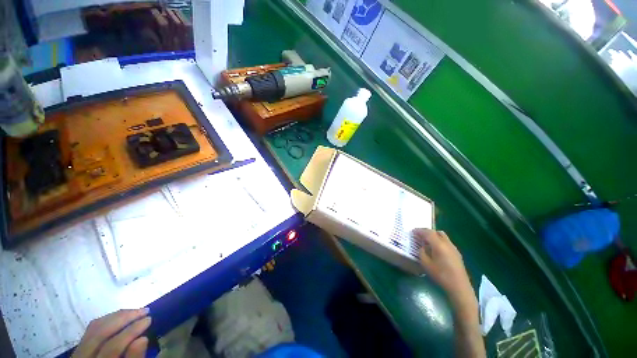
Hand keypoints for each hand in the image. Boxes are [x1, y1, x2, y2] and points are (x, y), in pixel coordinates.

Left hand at [72, 308, 151, 357]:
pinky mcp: (79, 347)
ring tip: (135, 311)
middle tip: (145, 311)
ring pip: (95, 327)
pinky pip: (92, 329)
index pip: (113, 347)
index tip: (149, 319)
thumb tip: (143, 339)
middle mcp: (83, 357)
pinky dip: (108, 320)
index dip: (132, 331)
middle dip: (125, 318)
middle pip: (101, 333)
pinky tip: (120, 317)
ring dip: (117, 316)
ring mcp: (78, 352)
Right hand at [413, 229, 474, 305]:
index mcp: (439, 245)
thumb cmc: (441, 275)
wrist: (459, 287)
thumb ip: (422, 252)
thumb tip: (423, 247)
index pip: (428, 233)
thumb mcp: (426, 264)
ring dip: (434, 236)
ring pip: (443, 236)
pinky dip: (439, 241)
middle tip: (419, 235)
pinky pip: (446, 242)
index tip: (412, 231)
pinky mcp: (457, 254)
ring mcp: (454, 248)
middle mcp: (447, 243)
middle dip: (427, 232)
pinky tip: (436, 249)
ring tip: (427, 242)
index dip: (419, 231)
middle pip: (436, 232)